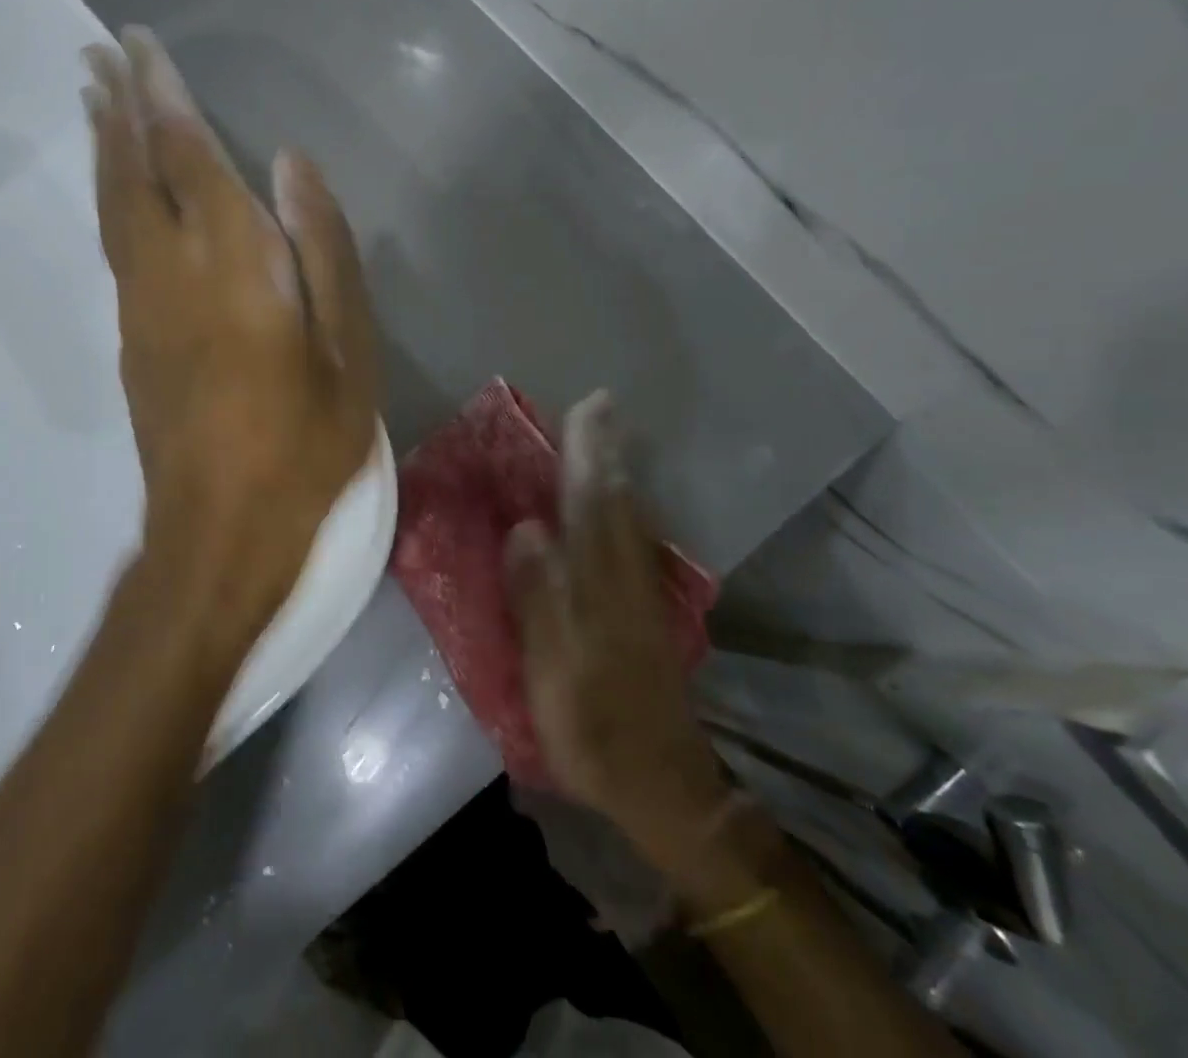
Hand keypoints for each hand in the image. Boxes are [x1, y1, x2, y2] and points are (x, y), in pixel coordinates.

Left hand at [85, 27, 380, 645]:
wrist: (220, 530)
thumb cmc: (303, 443)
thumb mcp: (348, 350)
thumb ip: (323, 250)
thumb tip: (290, 165)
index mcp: (232, 263)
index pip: (186, 155)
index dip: (163, 96)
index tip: (140, 45)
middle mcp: (170, 271)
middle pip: (131, 170)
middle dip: (117, 107)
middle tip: (98, 53)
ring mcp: (140, 307)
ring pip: (112, 207)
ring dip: (105, 148)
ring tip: (96, 100)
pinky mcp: (131, 341)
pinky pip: (116, 247)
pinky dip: (111, 199)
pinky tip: (120, 192)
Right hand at [506, 393, 727, 840]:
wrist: (661, 782)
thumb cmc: (595, 725)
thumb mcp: (553, 668)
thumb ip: (539, 596)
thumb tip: (526, 528)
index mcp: (599, 582)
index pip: (591, 501)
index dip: (588, 452)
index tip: (588, 405)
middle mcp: (625, 575)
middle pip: (616, 499)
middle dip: (606, 450)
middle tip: (598, 408)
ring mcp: (639, 593)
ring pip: (627, 517)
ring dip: (615, 473)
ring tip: (603, 441)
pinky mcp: (644, 613)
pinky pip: (628, 539)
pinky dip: (619, 508)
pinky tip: (612, 507)